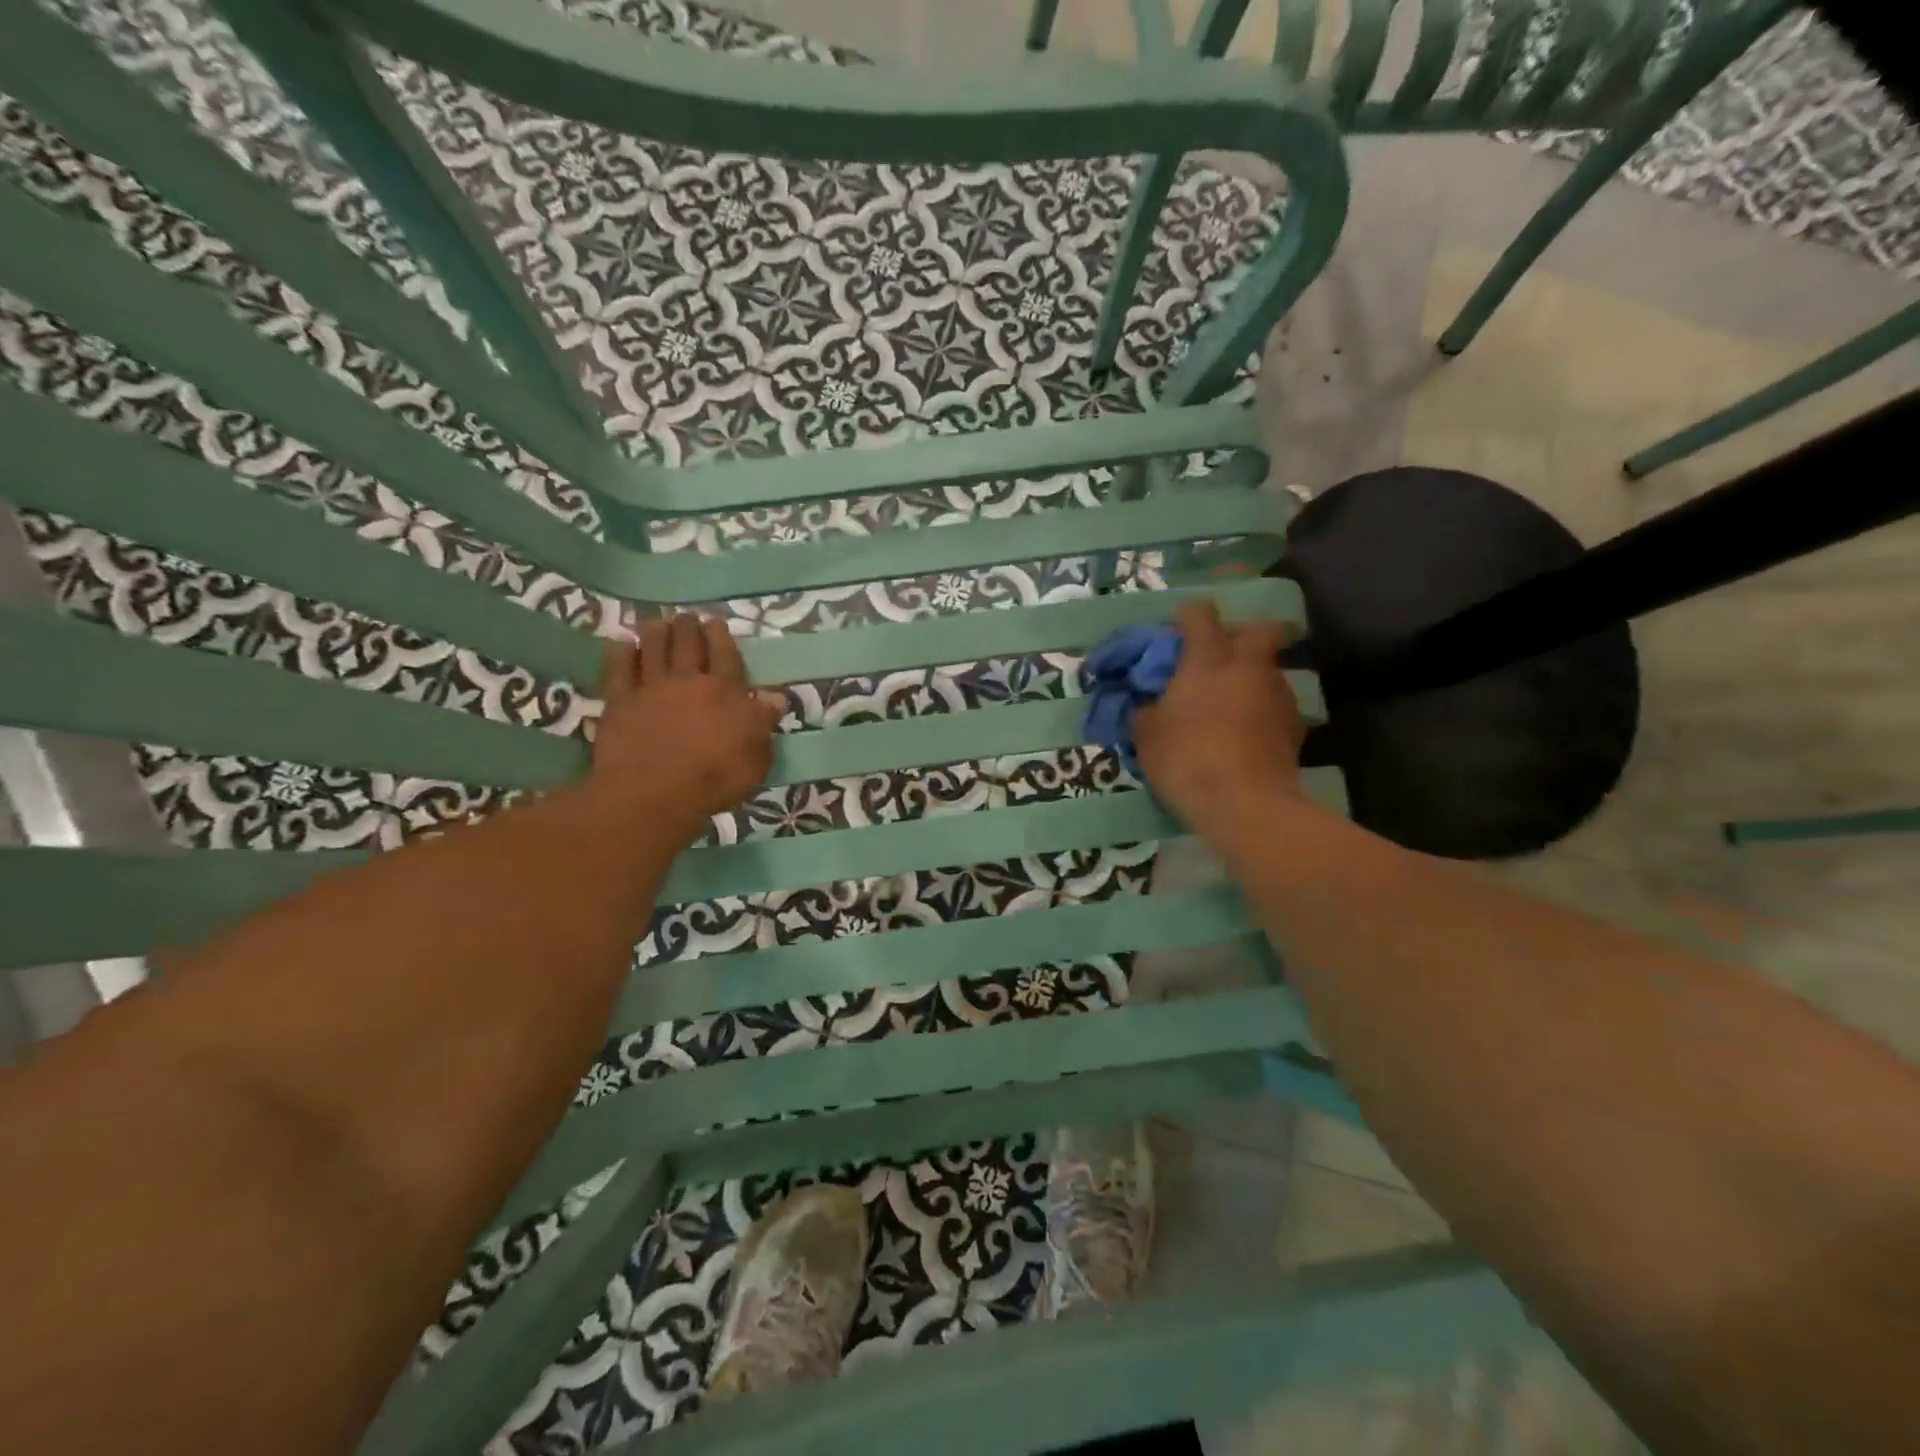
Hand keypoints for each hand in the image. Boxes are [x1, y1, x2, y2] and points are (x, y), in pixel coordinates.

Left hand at [588, 613, 783, 835]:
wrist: (654, 793)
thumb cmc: (714, 779)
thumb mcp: (756, 759)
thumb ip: (763, 724)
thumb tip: (774, 698)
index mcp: (725, 693)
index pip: (726, 655)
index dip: (721, 636)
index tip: (716, 620)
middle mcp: (689, 681)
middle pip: (688, 645)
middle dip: (689, 627)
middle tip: (687, 617)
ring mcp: (651, 689)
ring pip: (653, 649)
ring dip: (656, 632)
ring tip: (657, 622)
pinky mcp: (620, 702)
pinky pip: (619, 670)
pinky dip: (620, 653)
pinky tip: (621, 643)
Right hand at [1133, 601, 1306, 828]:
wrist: (1246, 804)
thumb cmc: (1187, 760)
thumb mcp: (1147, 737)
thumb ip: (1147, 711)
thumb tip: (1151, 705)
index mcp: (1208, 660)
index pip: (1201, 615)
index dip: (1188, 617)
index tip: (1177, 632)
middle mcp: (1248, 667)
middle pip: (1259, 630)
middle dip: (1241, 636)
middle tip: (1220, 659)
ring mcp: (1277, 696)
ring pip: (1268, 671)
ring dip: (1251, 680)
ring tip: (1229, 708)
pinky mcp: (1295, 728)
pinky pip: (1275, 707)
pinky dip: (1261, 713)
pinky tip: (1245, 737)